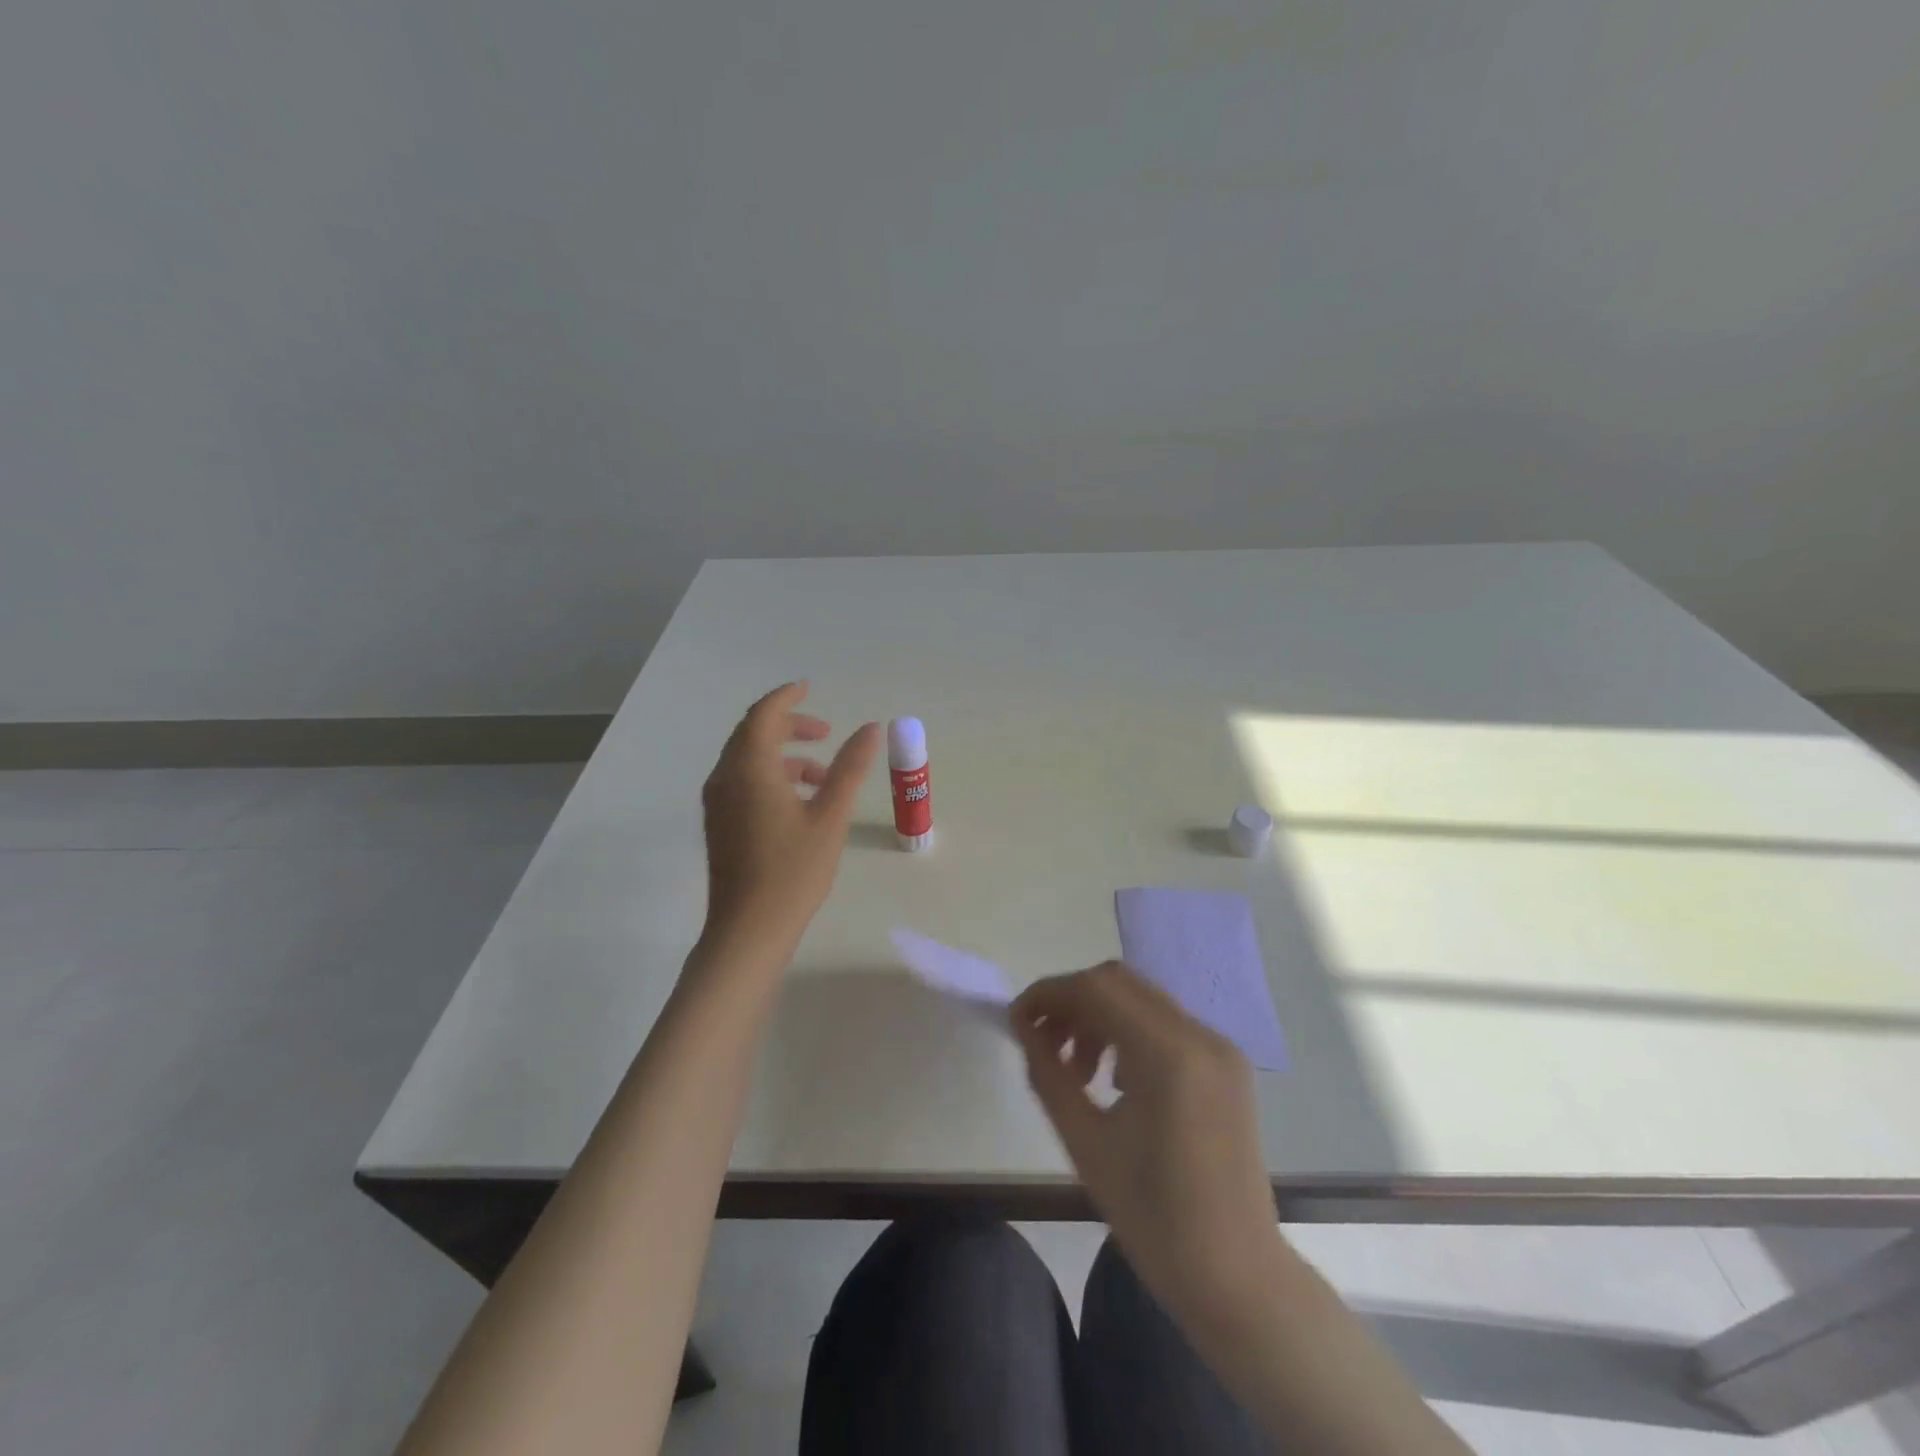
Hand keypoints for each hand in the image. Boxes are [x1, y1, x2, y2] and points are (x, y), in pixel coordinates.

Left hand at [700, 682, 879, 946]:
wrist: (749, 930)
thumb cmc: (794, 870)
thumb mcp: (831, 815)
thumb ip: (850, 768)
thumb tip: (870, 728)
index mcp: (750, 769)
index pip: (763, 715)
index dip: (787, 698)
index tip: (809, 688)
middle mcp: (725, 778)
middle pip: (752, 734)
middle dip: (789, 727)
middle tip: (825, 732)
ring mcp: (717, 803)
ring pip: (747, 760)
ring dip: (783, 756)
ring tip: (822, 774)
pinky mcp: (719, 824)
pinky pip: (742, 782)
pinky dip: (770, 776)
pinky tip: (800, 802)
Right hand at [1012, 963, 1281, 1334]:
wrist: (1236, 1278)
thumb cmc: (1153, 1218)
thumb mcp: (1085, 1142)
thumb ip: (1048, 1073)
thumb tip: (1024, 1026)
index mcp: (1168, 1054)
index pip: (1096, 989)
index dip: (1049, 994)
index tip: (1017, 1021)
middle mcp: (1200, 1035)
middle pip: (1119, 983)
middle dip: (1072, 1003)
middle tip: (1043, 1043)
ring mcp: (1220, 1047)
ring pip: (1142, 1000)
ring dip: (1099, 1018)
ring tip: (1078, 1073)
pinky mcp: (1227, 1064)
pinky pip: (1166, 1025)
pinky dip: (1130, 1034)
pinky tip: (1116, 1082)